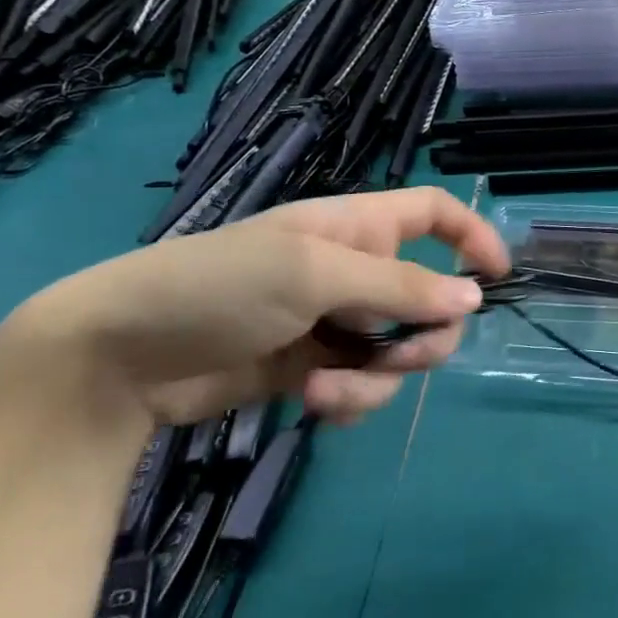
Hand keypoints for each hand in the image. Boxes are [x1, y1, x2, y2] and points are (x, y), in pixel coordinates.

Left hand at [0, 188, 509, 428]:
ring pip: (398, 349)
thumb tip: (475, 297)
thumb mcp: (314, 274)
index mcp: (357, 228)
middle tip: (403, 357)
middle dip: (426, 332)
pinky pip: (363, 384)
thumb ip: (399, 285)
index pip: (433, 213)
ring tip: (326, 392)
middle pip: (430, 295)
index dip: (472, 234)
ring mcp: (334, 322)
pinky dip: (351, 399)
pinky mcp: (313, 369)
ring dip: (379, 377)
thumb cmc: (218, 286)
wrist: (118, 358)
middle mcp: (354, 271)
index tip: (499, 275)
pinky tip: (314, 405)